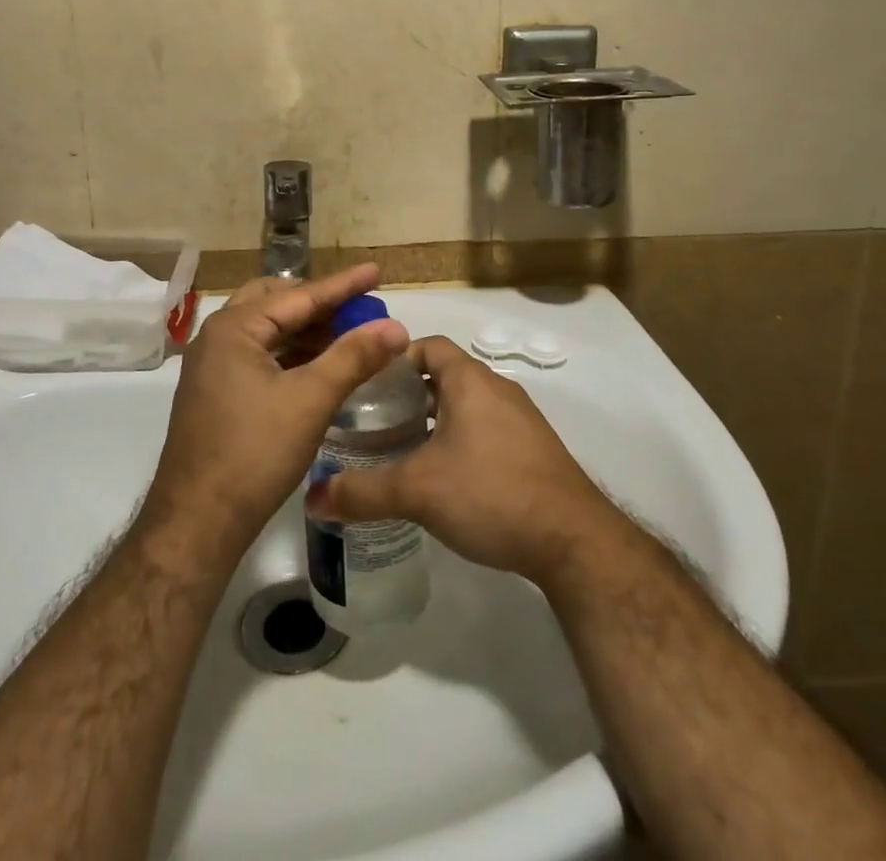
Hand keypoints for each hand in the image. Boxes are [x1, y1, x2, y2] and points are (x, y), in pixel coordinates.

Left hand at [143, 264, 409, 547]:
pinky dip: (292, 355)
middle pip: (277, 304)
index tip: (376, 272)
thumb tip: (396, 328)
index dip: (342, 285)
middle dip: (320, 304)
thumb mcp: (310, 401)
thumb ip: (353, 358)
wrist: (197, 523)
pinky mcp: (216, 392)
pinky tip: (320, 367)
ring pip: (267, 332)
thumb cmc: (254, 453)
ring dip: (306, 331)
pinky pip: (260, 357)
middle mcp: (217, 337)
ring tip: (348, 335)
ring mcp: (213, 366)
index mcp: (234, 328)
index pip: (298, 295)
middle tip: (359, 307)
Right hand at [307, 336, 618, 588]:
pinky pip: (487, 429)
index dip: (394, 359)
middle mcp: (497, 388)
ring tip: (402, 450)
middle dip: (408, 394)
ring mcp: (520, 419)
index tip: (366, 385)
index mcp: (469, 380)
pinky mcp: (533, 450)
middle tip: (374, 422)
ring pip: (466, 404)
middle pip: (444, 375)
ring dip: (435, 419)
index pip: (427, 346)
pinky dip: (461, 439)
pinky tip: (445, 477)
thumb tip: (312, 498)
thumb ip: (361, 492)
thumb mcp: (416, 491)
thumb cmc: (490, 493)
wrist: (572, 540)